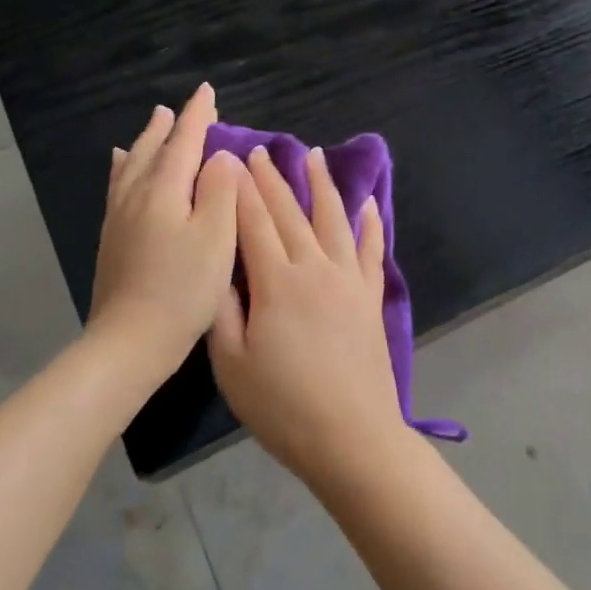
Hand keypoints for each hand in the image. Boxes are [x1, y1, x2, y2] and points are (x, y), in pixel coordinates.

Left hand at [88, 84, 242, 390]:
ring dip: (146, 141)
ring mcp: (119, 217)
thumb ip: (219, 190)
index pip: (184, 141)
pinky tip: (119, 167)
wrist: (132, 338)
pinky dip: (123, 167)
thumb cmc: (184, 288)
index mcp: (164, 190)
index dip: (198, 116)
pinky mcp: (112, 238)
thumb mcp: (216, 237)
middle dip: (171, 126)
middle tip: (181, 108)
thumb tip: (220, 156)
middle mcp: (136, 194)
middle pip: (154, 149)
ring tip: (154, 122)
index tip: (207, 91)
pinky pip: (118, 185)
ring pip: (132, 165)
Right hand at [209, 145, 412, 485]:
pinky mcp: (371, 297)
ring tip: (312, 156)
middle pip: (291, 213)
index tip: (230, 160)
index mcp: (277, 283)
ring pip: (334, 220)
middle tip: (260, 151)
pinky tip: (369, 204)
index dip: (241, 190)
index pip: (254, 223)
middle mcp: (316, 268)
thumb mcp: (231, 364)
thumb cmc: (283, 407)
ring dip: (322, 185)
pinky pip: (372, 250)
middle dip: (272, 179)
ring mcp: (349, 280)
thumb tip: (218, 268)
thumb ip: (222, 310)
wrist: (353, 437)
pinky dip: (371, 224)